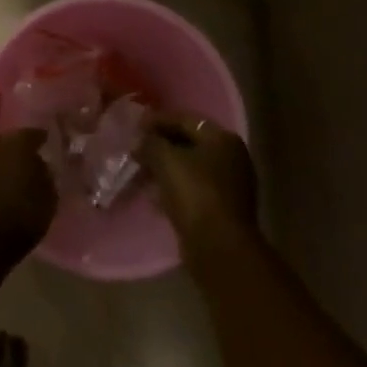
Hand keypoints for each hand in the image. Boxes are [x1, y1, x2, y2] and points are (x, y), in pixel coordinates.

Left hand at [0, 129, 56, 267]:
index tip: (52, 147)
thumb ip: (47, 176)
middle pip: (12, 141)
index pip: (34, 133)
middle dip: (23, 149)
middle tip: (36, 162)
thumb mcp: (48, 199)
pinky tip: (3, 188)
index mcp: (18, 142)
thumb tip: (42, 165)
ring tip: (19, 177)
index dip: (44, 140)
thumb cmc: (19, 217)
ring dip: (6, 163)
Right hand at [138, 112, 257, 247]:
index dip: (157, 120)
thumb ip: (150, 143)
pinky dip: (173, 187)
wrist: (219, 246)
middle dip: (160, 145)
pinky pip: (192, 189)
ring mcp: (230, 185)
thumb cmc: (195, 193)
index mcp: (223, 139)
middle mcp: (232, 158)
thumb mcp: (165, 160)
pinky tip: (154, 194)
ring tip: (140, 171)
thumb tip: (140, 140)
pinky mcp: (222, 209)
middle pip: (188, 143)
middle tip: (135, 149)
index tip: (134, 126)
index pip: (185, 120)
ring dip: (164, 168)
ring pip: (189, 168)